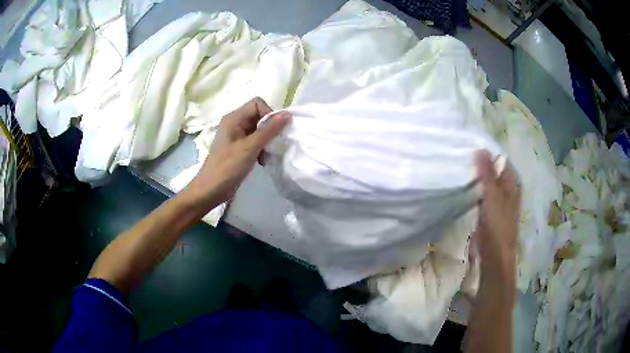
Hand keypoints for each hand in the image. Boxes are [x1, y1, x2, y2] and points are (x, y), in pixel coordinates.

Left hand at [184, 98, 290, 209]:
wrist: (210, 190)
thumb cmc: (227, 167)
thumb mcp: (250, 148)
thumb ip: (269, 130)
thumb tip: (287, 114)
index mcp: (234, 118)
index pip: (257, 103)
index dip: (269, 113)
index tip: (275, 131)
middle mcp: (235, 123)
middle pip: (259, 116)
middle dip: (270, 128)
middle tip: (274, 144)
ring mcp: (236, 136)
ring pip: (258, 130)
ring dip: (267, 140)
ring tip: (267, 155)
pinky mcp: (238, 148)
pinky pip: (255, 141)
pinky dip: (261, 148)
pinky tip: (262, 161)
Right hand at [473, 150, 519, 304]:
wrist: (495, 256)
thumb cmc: (498, 226)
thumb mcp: (493, 197)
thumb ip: (487, 173)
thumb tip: (480, 148)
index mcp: (511, 183)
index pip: (500, 159)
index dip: (487, 152)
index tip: (468, 145)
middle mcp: (507, 189)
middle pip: (493, 170)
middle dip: (480, 163)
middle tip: (461, 155)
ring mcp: (499, 201)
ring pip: (487, 182)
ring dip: (476, 176)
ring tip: (460, 167)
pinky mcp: (490, 211)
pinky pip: (482, 193)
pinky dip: (475, 188)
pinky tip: (464, 186)